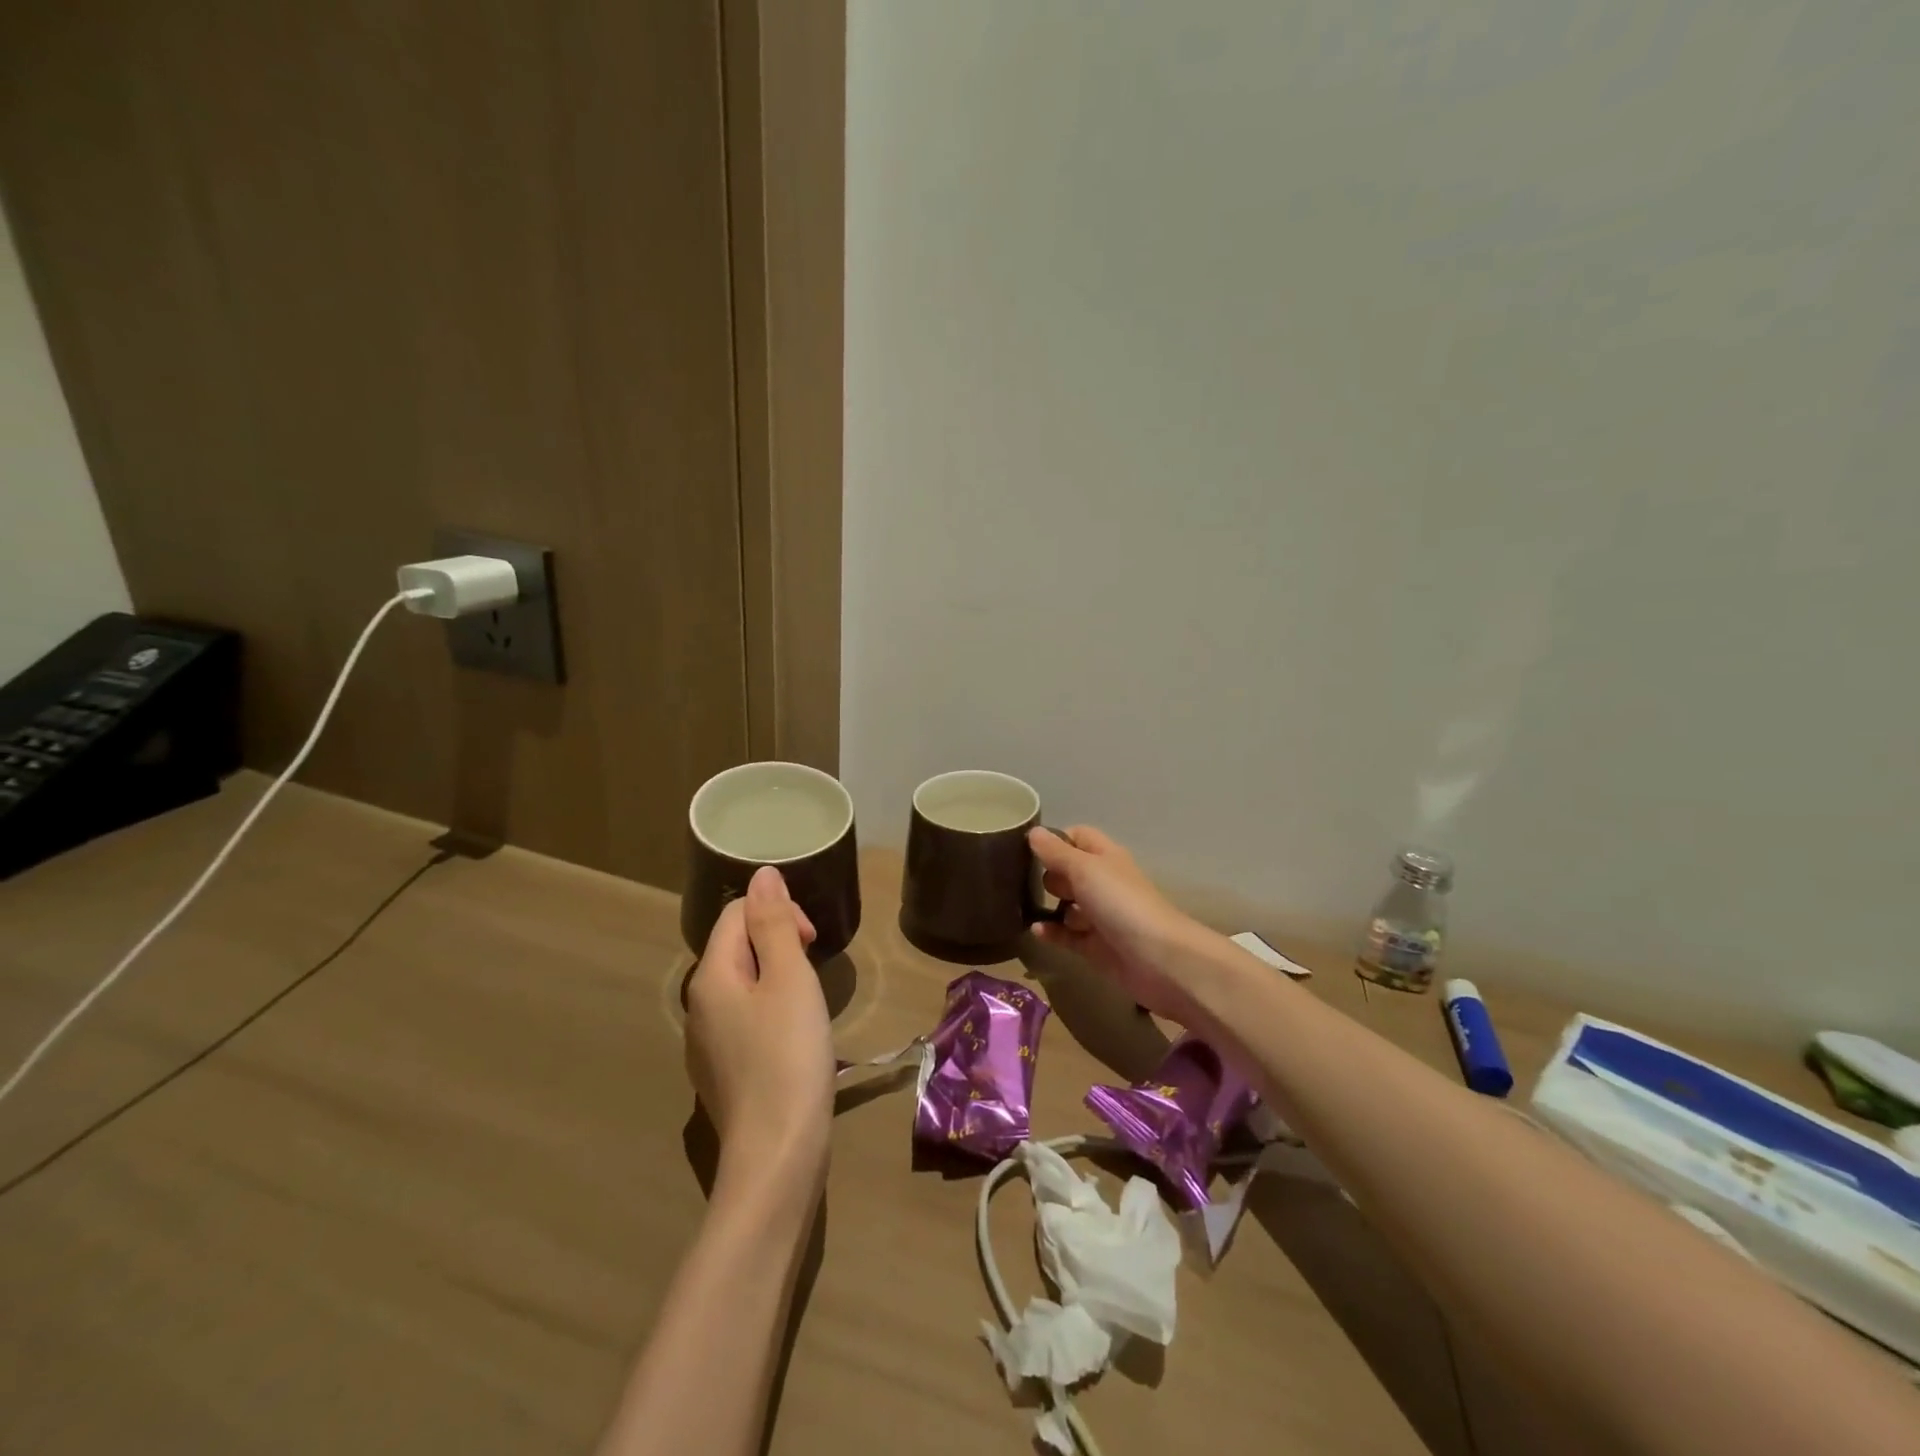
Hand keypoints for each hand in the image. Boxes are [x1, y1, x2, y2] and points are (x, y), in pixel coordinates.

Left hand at [684, 867, 834, 1183]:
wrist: (777, 1154)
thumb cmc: (789, 1056)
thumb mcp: (789, 979)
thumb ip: (773, 924)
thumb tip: (762, 874)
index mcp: (710, 976)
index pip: (736, 914)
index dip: (778, 914)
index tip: (811, 943)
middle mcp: (698, 1005)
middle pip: (736, 947)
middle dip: (779, 945)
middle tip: (814, 974)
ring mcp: (705, 1043)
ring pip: (743, 985)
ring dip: (778, 979)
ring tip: (809, 1006)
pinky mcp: (721, 1072)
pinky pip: (744, 1019)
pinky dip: (771, 1012)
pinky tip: (793, 1040)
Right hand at [1028, 826, 1210, 1023]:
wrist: (1159, 959)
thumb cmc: (1121, 903)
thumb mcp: (1084, 869)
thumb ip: (1056, 852)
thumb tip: (1033, 832)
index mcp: (1105, 857)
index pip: (1078, 837)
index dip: (1056, 840)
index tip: (1030, 850)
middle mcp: (1103, 883)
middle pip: (1069, 872)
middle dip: (1049, 875)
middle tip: (1029, 882)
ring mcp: (1100, 916)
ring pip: (1067, 905)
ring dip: (1048, 905)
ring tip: (1026, 907)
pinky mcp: (1095, 946)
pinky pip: (1067, 935)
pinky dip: (1052, 932)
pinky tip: (1036, 931)